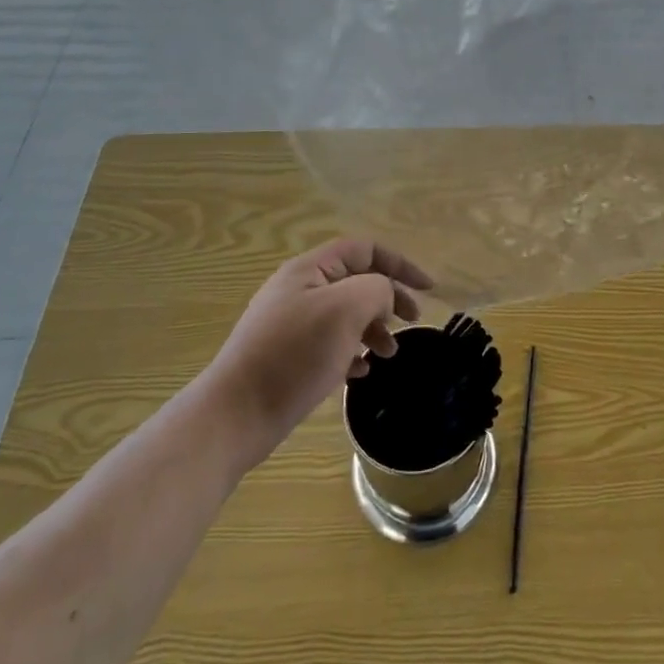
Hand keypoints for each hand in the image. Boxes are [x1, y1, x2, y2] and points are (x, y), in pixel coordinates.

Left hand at [206, 238, 426, 471]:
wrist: (235, 414)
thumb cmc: (294, 354)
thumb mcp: (346, 309)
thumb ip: (377, 289)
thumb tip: (383, 296)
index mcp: (310, 269)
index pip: (365, 249)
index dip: (400, 264)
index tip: (429, 289)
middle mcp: (299, 289)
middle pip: (357, 281)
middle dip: (388, 299)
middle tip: (411, 323)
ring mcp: (291, 324)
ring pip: (345, 314)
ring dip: (373, 329)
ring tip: (388, 354)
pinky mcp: (287, 356)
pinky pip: (329, 343)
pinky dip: (351, 351)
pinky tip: (359, 372)